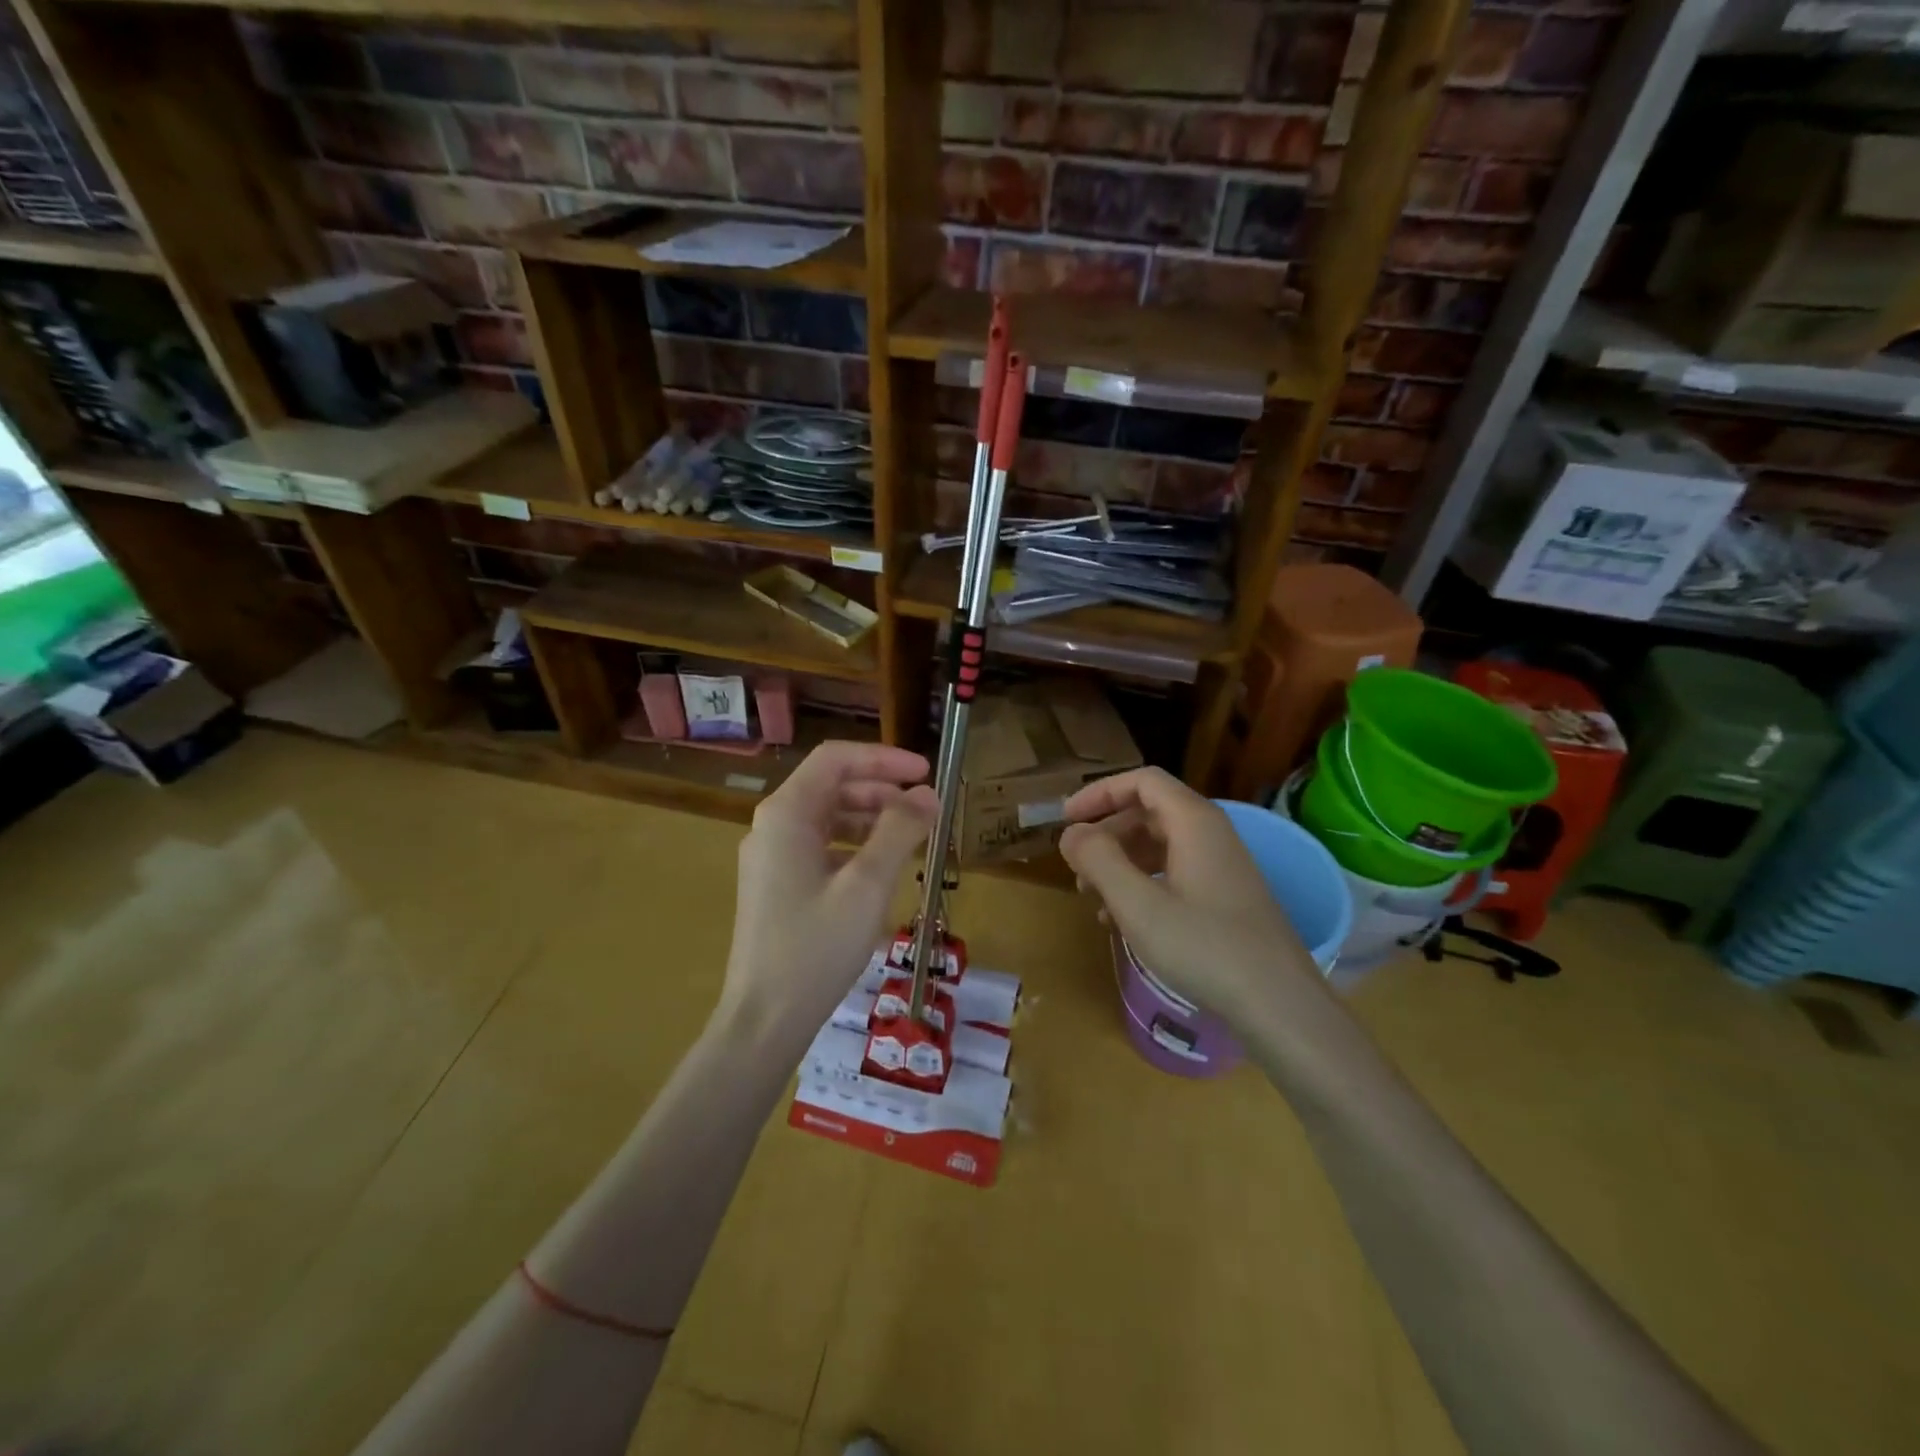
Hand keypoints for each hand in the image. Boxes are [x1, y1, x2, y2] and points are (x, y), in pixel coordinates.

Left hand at [720, 740, 938, 1043]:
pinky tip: (882, 867)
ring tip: (912, 835)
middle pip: (831, 785)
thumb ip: (899, 831)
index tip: (926, 772)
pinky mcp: (776, 884)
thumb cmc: (816, 947)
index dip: (884, 758)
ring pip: (827, 816)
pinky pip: (820, 846)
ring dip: (871, 817)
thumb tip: (927, 793)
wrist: (764, 1020)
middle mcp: (773, 826)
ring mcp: (771, 856)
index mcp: (786, 814)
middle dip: (881, 788)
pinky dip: (854, 845)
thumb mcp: (867, 886)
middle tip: (926, 807)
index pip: (836, 759)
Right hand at [1058, 767, 1325, 1031]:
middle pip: (1148, 812)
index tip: (1067, 819)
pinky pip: (1174, 873)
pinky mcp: (1226, 897)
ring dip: (1121, 863)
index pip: (1142, 781)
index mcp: (1194, 822)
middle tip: (1076, 867)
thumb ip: (1098, 860)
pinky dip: (1143, 884)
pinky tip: (1124, 921)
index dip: (1100, 793)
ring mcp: (1222, 866)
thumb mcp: (1138, 904)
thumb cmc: (1205, 947)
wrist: (1280, 1005)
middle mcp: (1211, 834)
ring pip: (1160, 845)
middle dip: (1106, 834)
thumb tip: (1071, 833)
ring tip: (1092, 898)